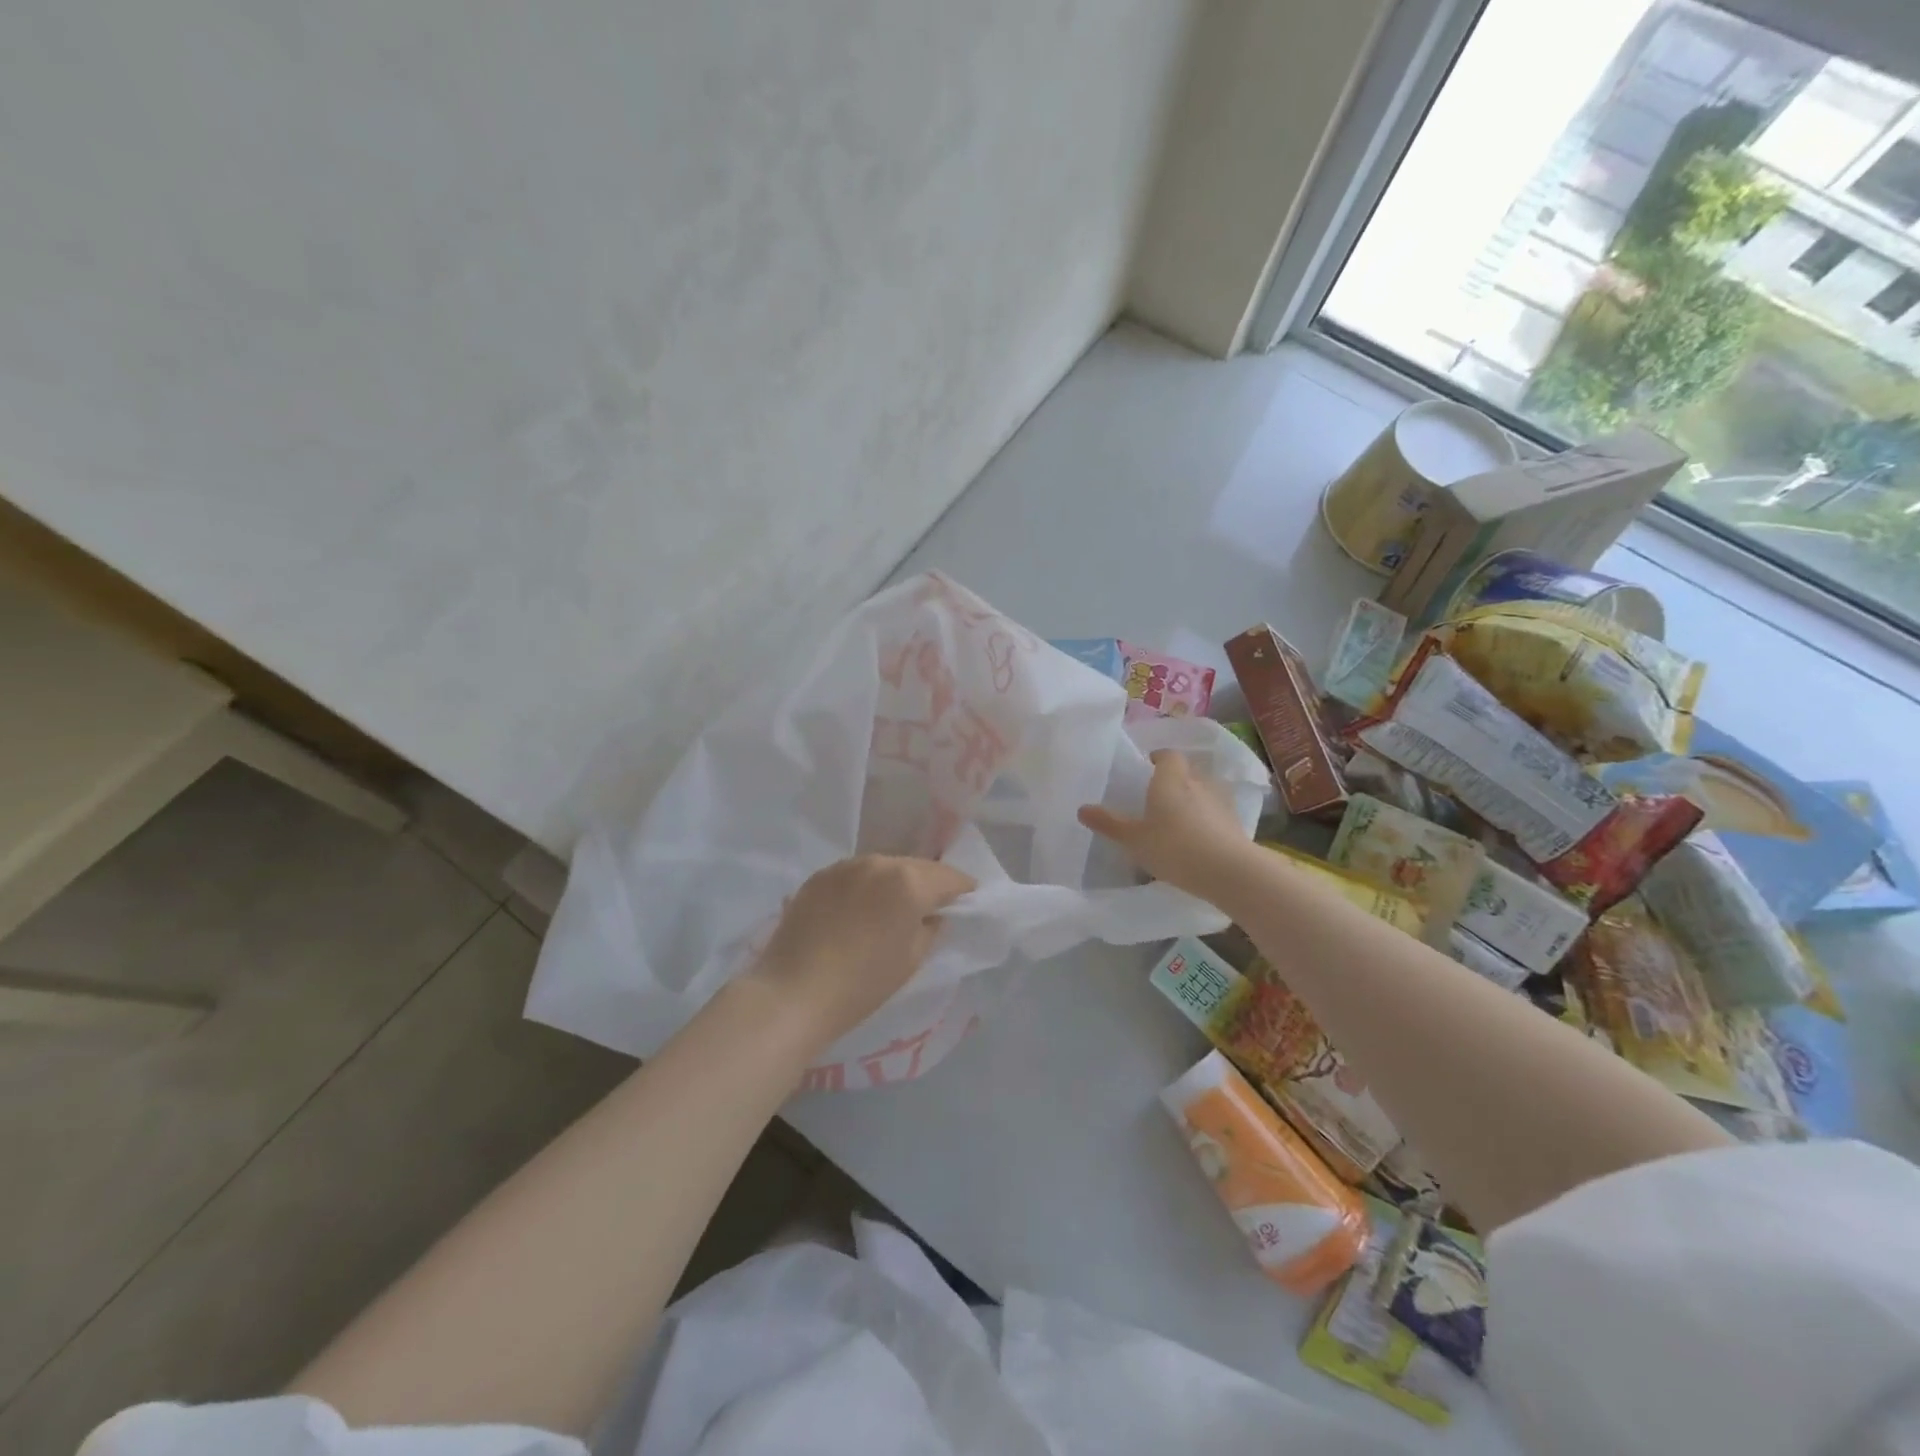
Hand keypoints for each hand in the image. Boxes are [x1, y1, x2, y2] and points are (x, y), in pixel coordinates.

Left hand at [745, 855, 975, 1049]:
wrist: (793, 993)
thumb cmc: (862, 984)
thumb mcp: (912, 959)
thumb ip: (930, 927)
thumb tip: (933, 914)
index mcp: (909, 882)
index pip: (949, 877)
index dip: (963, 889)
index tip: (968, 901)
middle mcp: (879, 862)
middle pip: (916, 866)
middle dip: (930, 883)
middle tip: (935, 905)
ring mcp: (845, 866)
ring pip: (884, 867)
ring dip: (895, 881)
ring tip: (895, 906)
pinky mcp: (820, 876)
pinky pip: (856, 874)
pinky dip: (866, 886)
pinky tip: (861, 908)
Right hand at [1079, 750, 1251, 899]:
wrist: (1229, 871)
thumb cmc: (1174, 847)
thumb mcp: (1134, 839)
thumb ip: (1109, 823)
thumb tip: (1082, 808)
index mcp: (1170, 778)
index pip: (1167, 755)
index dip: (1157, 760)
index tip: (1146, 771)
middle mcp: (1198, 781)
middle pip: (1186, 771)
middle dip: (1173, 780)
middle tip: (1156, 798)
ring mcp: (1221, 800)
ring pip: (1203, 790)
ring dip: (1192, 799)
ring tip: (1178, 820)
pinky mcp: (1236, 821)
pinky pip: (1216, 812)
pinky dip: (1207, 819)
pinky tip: (1198, 839)